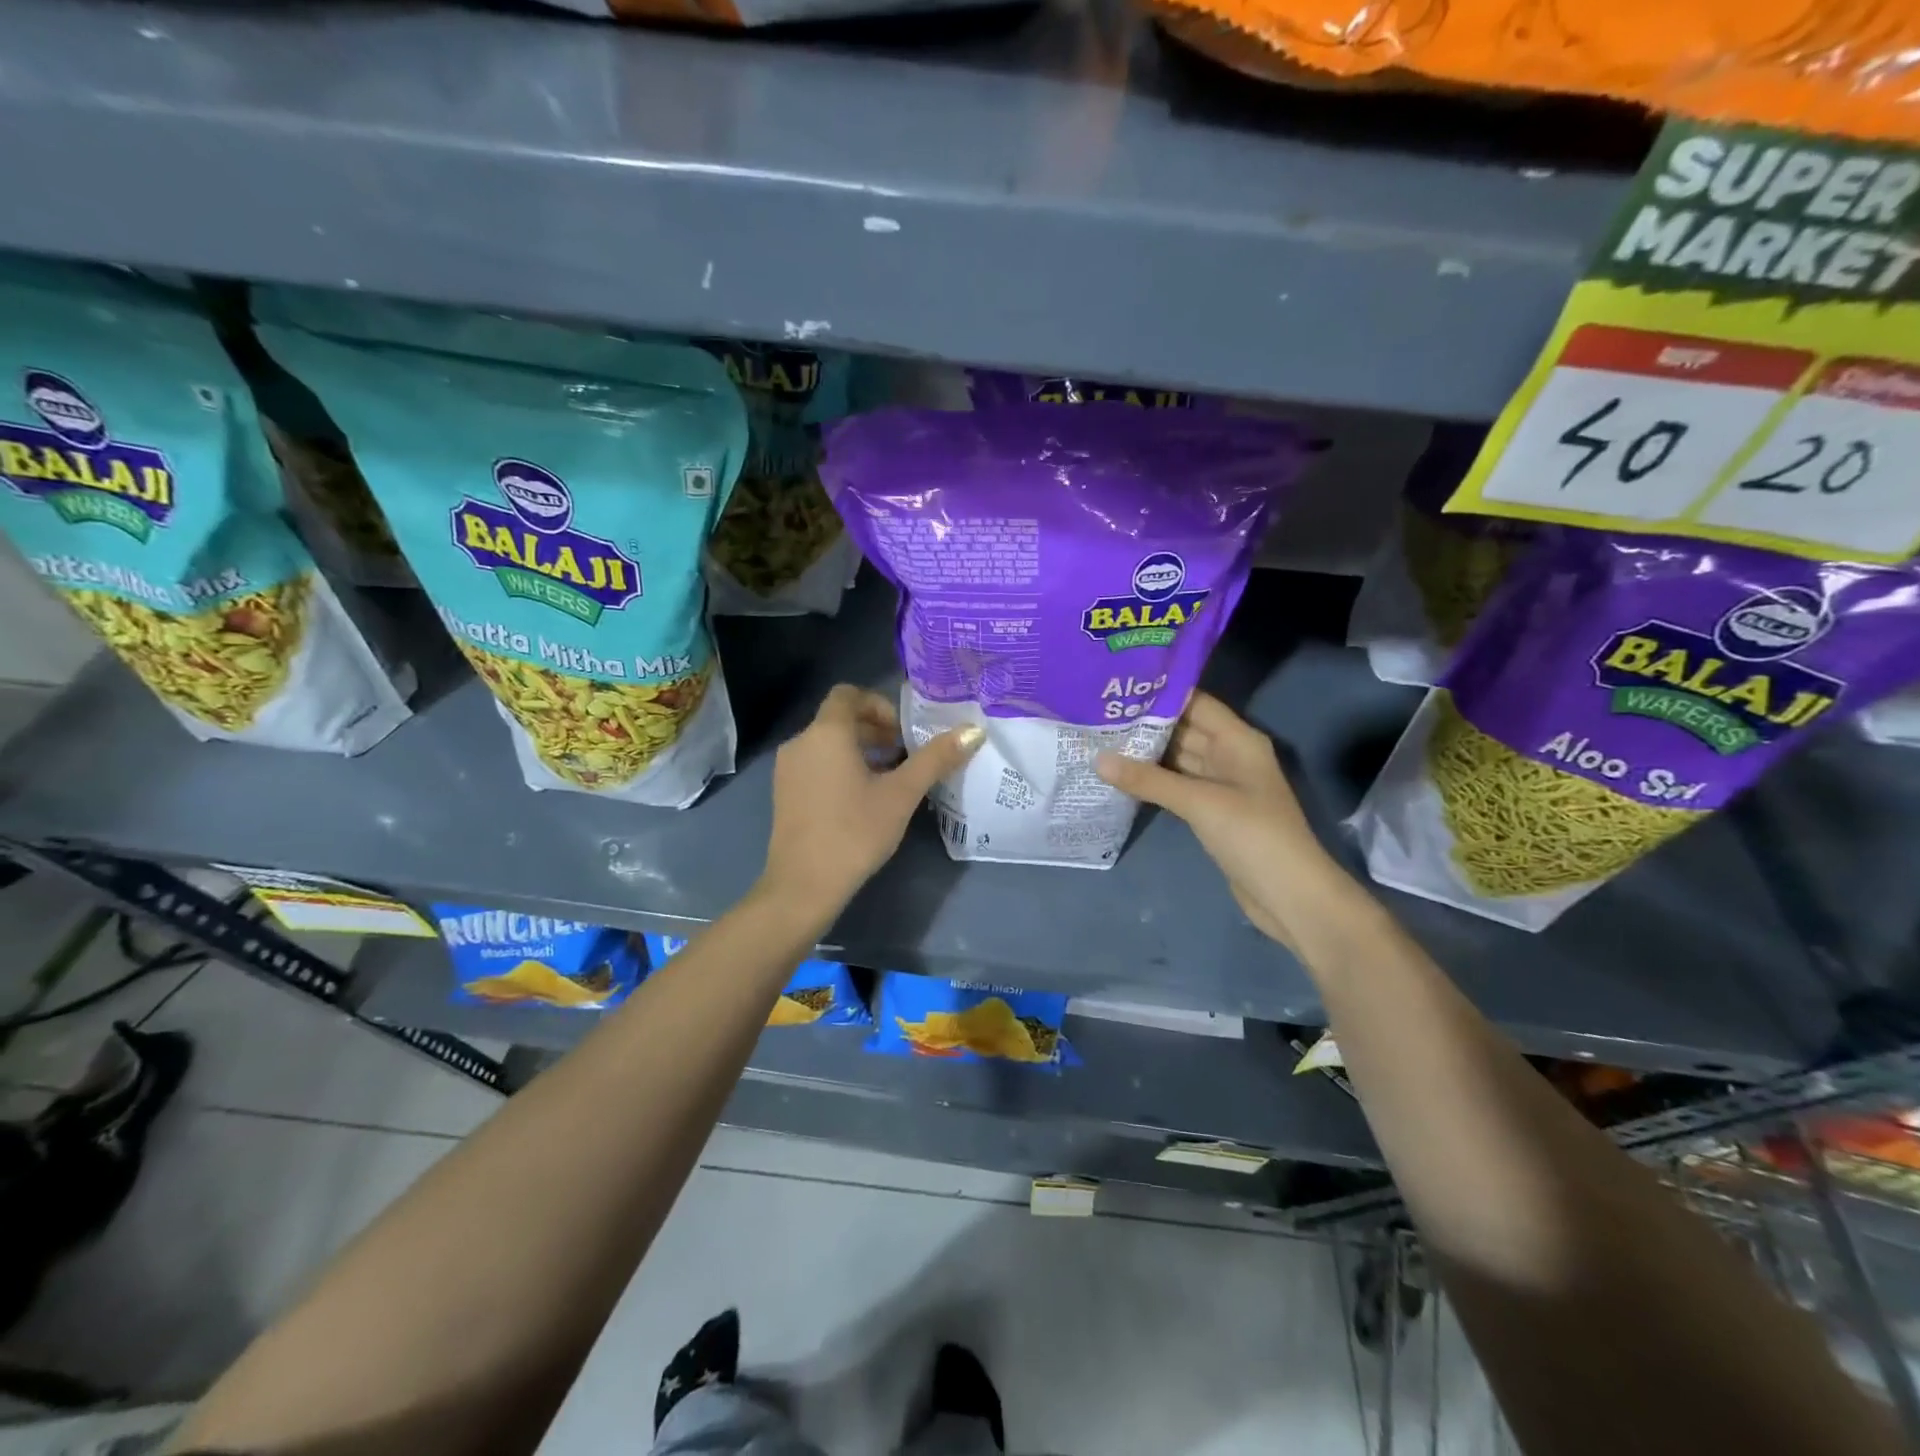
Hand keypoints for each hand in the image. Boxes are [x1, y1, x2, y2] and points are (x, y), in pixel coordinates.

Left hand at [762, 685, 982, 915]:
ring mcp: (788, 769)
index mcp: (826, 733)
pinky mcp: (784, 793)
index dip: (879, 705)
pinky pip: (816, 764)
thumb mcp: (902, 794)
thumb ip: (936, 759)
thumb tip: (974, 731)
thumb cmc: (855, 831)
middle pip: (839, 719)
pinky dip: (841, 768)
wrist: (803, 885)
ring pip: (828, 744)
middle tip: (905, 755)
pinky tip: (863, 799)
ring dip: (860, 750)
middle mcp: (801, 742)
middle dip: (875, 730)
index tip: (903, 732)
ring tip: (890, 778)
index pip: (848, 694)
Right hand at [1095, 692, 1351, 950]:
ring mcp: (1222, 784)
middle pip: (1184, 729)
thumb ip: (1148, 780)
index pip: (1195, 702)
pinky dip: (1153, 780)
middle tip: (1097, 712)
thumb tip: (1097, 759)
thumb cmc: (1252, 835)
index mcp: (1238, 740)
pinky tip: (1121, 775)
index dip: (1159, 692)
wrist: (1289, 895)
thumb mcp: (1199, 802)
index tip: (1117, 686)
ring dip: (1145, 752)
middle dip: (1145, 723)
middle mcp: (1230, 755)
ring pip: (1178, 758)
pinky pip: (1178, 785)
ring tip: (1100, 738)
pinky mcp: (1212, 810)